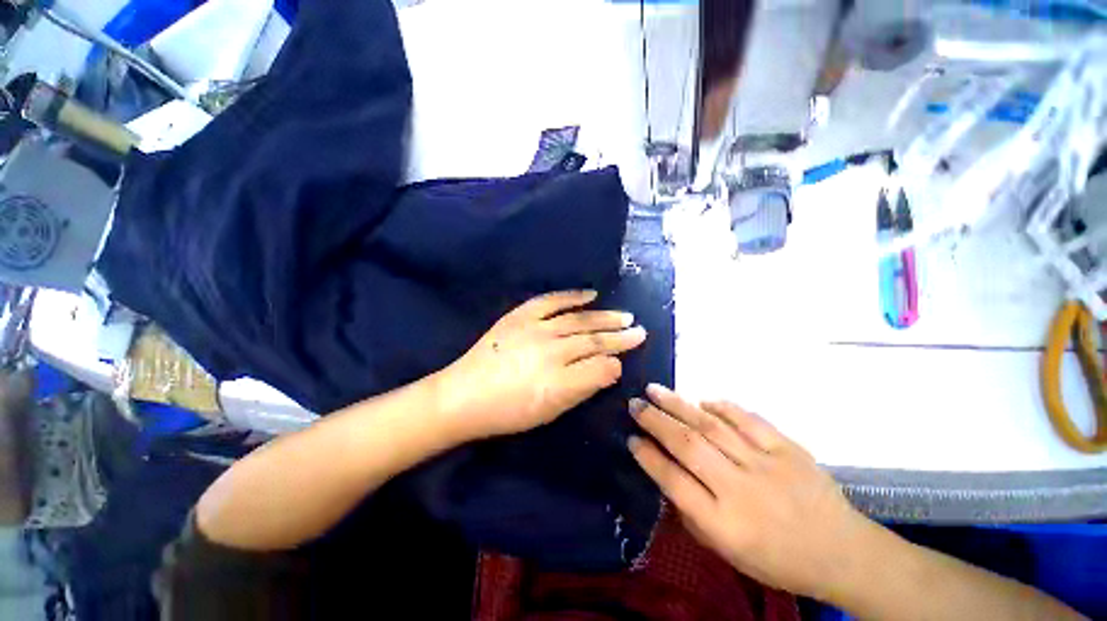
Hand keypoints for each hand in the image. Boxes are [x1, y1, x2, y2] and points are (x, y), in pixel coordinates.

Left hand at [435, 290, 646, 442]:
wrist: (464, 396)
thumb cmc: (508, 412)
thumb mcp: (550, 412)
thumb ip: (582, 389)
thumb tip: (609, 370)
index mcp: (559, 381)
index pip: (600, 366)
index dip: (616, 361)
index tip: (627, 358)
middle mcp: (551, 350)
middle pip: (594, 340)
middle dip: (620, 337)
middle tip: (640, 331)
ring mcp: (535, 329)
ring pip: (579, 320)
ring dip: (604, 317)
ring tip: (625, 316)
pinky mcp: (521, 316)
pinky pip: (551, 301)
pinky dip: (572, 296)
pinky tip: (591, 294)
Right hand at [628, 385, 871, 600]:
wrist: (842, 552)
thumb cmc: (778, 560)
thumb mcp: (727, 552)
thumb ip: (691, 513)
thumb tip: (664, 472)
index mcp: (725, 524)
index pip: (674, 482)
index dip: (648, 457)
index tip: (630, 438)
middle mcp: (741, 489)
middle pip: (688, 445)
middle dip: (655, 421)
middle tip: (634, 404)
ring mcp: (766, 464)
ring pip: (712, 426)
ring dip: (678, 405)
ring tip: (654, 390)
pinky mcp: (788, 448)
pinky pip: (748, 419)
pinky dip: (722, 406)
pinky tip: (702, 399)